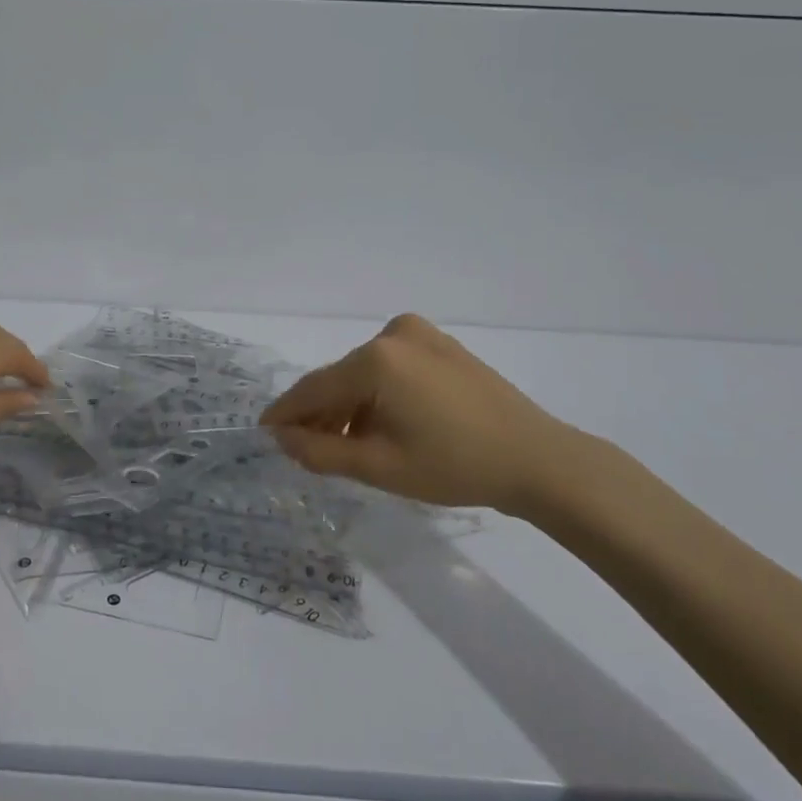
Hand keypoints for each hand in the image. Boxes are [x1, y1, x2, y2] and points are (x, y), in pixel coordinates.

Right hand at [262, 313, 609, 514]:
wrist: (537, 459)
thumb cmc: (454, 466)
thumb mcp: (379, 466)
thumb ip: (320, 452)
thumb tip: (282, 438)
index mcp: (375, 359)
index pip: (314, 388)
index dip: (287, 413)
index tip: (264, 433)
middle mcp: (393, 334)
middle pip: (339, 378)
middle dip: (321, 414)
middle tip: (308, 450)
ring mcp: (420, 334)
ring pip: (364, 373)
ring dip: (350, 406)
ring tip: (350, 445)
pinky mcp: (440, 344)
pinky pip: (391, 367)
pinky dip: (377, 393)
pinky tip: (384, 425)